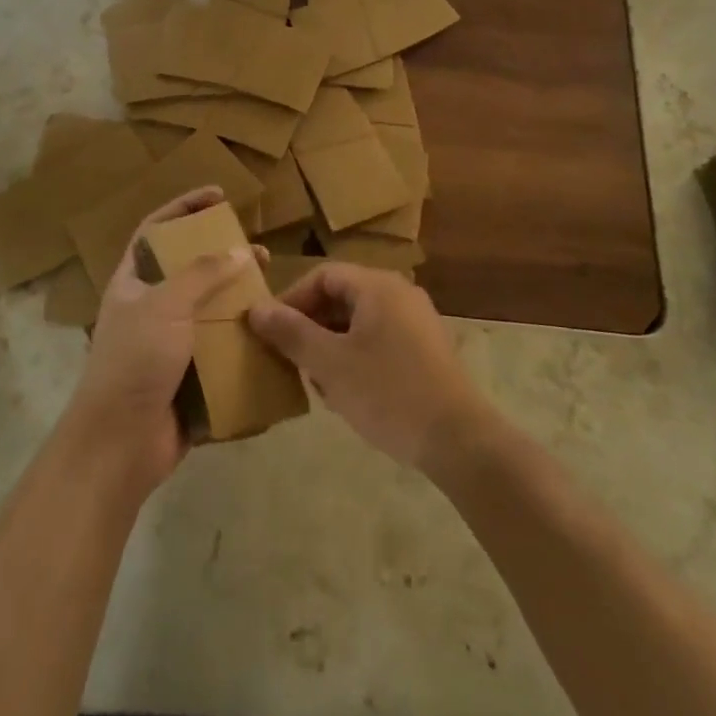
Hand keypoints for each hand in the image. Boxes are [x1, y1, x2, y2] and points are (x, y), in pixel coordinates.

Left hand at [65, 187, 260, 490]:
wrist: (119, 445)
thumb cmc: (134, 362)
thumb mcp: (165, 306)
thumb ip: (201, 274)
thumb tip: (237, 250)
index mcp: (133, 283)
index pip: (156, 230)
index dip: (184, 208)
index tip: (218, 195)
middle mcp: (150, 308)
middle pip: (189, 269)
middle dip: (221, 257)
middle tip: (256, 250)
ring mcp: (169, 344)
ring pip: (209, 310)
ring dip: (237, 300)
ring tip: (268, 291)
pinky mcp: (188, 376)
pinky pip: (219, 350)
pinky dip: (241, 342)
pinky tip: (267, 335)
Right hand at [248, 262, 492, 471]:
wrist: (459, 440)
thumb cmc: (388, 392)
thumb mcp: (330, 364)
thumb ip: (291, 333)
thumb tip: (256, 309)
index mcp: (377, 286)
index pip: (323, 276)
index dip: (292, 299)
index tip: (271, 330)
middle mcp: (400, 293)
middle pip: (342, 297)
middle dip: (311, 326)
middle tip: (290, 359)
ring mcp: (417, 321)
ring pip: (360, 321)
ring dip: (332, 345)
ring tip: (316, 382)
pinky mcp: (426, 350)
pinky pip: (380, 339)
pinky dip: (357, 356)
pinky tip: (348, 393)